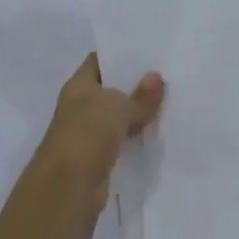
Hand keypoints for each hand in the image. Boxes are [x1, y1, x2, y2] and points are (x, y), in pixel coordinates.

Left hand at [37, 56, 164, 218]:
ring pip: (118, 116)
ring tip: (171, 100)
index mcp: (78, 86)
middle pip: (111, 89)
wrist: (68, 188)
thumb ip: (139, 96)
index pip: (99, 61)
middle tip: (168, 74)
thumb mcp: (117, 108)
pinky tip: (160, 130)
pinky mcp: (100, 156)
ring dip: (139, 112)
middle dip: (135, 83)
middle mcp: (81, 106)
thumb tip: (157, 78)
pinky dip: (138, 136)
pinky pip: (122, 139)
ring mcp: (89, 132)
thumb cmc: (87, 135)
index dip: (120, 54)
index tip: (148, 50)